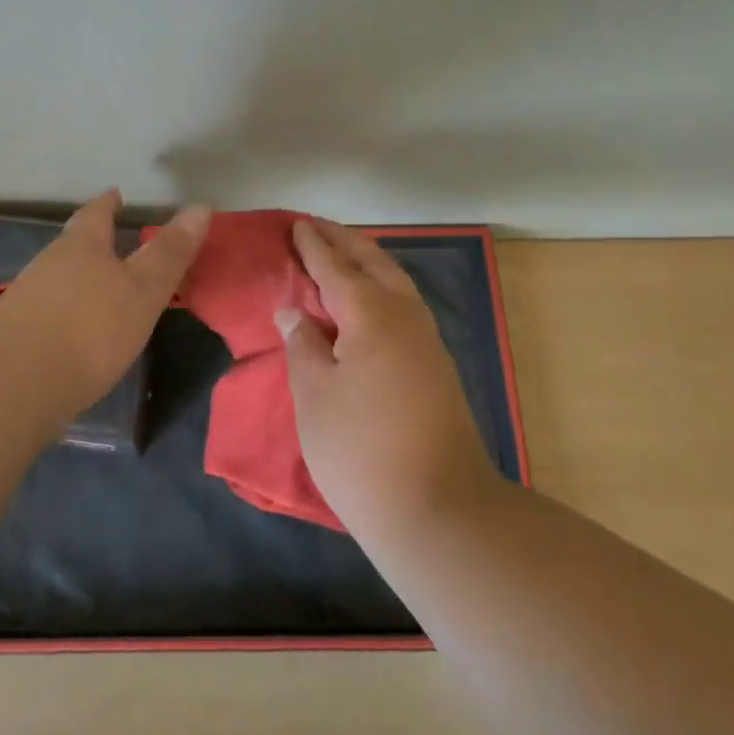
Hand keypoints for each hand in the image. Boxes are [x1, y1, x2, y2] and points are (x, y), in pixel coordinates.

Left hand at [0, 191, 210, 418]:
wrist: (11, 382)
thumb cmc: (88, 327)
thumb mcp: (142, 290)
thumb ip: (169, 254)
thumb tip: (201, 205)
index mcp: (82, 247)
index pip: (96, 215)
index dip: (108, 204)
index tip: (115, 195)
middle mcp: (49, 265)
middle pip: (72, 244)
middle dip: (90, 240)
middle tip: (108, 238)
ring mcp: (26, 300)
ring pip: (56, 277)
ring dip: (75, 277)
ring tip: (95, 285)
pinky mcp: (14, 336)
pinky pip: (45, 311)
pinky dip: (62, 311)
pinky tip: (72, 330)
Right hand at [279, 218, 499, 536]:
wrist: (439, 510)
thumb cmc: (361, 449)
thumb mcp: (314, 395)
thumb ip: (302, 344)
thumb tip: (293, 309)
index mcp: (372, 314)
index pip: (335, 268)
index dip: (313, 246)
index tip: (296, 224)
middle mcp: (405, 316)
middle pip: (372, 264)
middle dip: (343, 242)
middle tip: (315, 227)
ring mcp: (427, 341)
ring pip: (394, 283)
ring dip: (365, 262)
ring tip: (340, 254)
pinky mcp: (436, 366)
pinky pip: (403, 306)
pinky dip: (380, 289)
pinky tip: (366, 301)